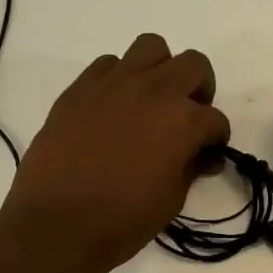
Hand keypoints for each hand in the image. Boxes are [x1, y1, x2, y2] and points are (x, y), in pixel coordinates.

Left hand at [0, 33, 229, 272]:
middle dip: (199, 89)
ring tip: (152, 100)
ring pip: (151, 47)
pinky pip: (108, 64)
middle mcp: (154, 90)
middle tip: (188, 116)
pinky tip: (113, 107)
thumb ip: (191, 168)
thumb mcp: (171, 200)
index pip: (215, 119)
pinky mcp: (80, 88)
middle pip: (193, 65)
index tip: (207, 153)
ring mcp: (114, 84)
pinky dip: (119, 78)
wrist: (56, 225)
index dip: (215, 139)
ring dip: (160, 70)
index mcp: (183, 121)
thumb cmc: (122, 221)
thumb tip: (204, 157)